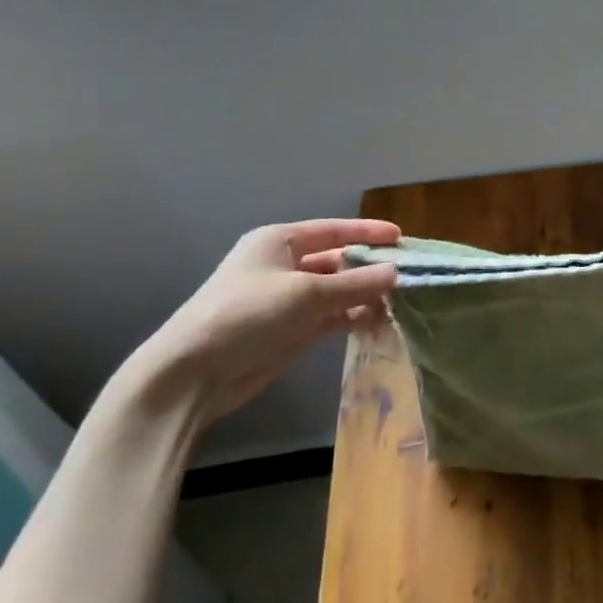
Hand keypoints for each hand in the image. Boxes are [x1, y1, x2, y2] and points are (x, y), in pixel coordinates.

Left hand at [124, 219, 400, 427]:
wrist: (194, 373)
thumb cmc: (248, 314)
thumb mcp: (307, 293)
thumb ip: (356, 283)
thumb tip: (397, 273)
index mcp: (279, 242)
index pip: (333, 229)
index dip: (368, 232)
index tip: (401, 238)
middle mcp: (284, 265)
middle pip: (337, 260)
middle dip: (370, 267)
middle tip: (408, 274)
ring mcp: (286, 300)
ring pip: (336, 290)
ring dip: (364, 295)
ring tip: (400, 302)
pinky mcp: (289, 330)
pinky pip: (330, 317)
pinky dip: (353, 318)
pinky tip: (378, 323)